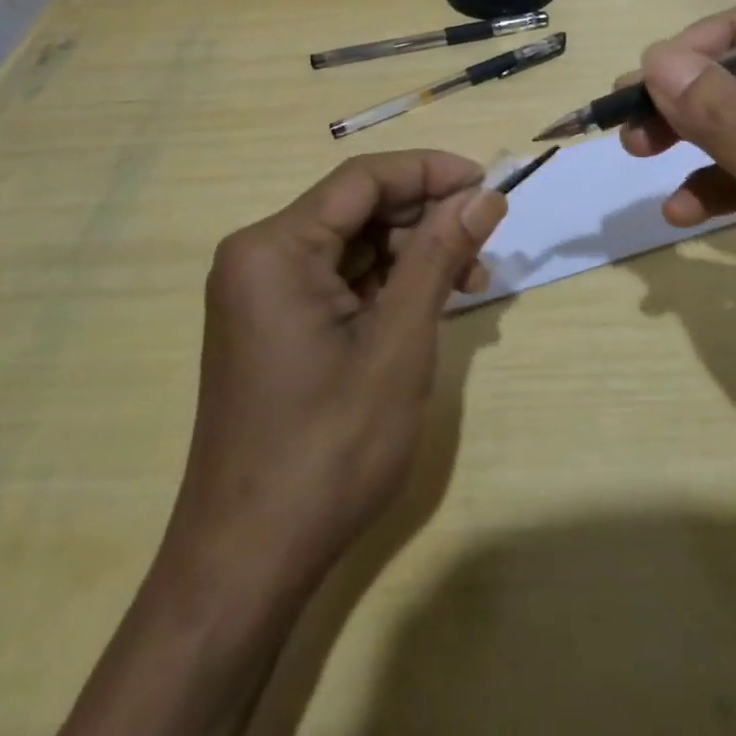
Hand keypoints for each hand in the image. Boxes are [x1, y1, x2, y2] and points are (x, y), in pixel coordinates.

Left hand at [162, 150, 506, 582]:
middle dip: (426, 219)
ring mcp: (262, 292)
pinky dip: (388, 284)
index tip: (488, 184)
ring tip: (470, 283)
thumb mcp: (398, 343)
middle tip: (485, 246)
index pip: (363, 178)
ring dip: (414, 254)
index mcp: (275, 249)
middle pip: (358, 208)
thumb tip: (484, 196)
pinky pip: (340, 280)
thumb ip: (439, 256)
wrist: (247, 564)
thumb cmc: (328, 450)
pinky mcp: (274, 323)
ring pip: (354, 243)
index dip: (430, 171)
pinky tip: (431, 304)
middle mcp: (259, 256)